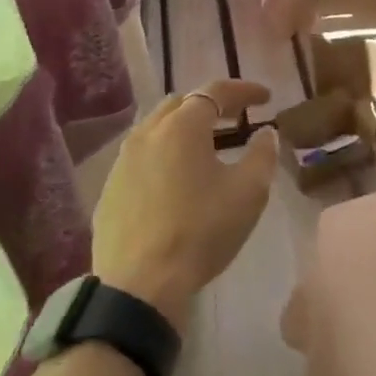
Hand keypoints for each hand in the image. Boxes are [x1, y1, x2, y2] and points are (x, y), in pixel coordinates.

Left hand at [92, 80, 277, 333]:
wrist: (140, 284)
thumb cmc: (201, 231)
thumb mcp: (248, 192)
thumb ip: (262, 154)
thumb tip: (266, 133)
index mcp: (182, 127)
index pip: (216, 91)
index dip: (244, 90)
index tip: (266, 97)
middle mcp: (147, 133)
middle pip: (181, 103)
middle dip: (211, 104)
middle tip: (236, 118)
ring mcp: (123, 162)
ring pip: (156, 129)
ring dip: (184, 129)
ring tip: (206, 147)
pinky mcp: (110, 190)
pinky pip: (141, 158)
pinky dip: (164, 155)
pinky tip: (176, 180)